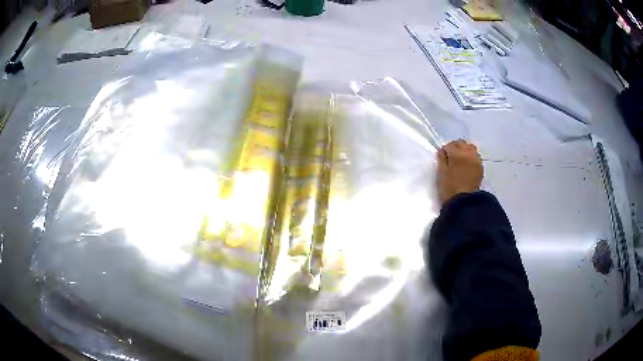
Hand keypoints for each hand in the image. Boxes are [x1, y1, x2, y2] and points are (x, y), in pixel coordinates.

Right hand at [436, 140, 482, 204]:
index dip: (445, 150)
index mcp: (457, 154)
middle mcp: (469, 154)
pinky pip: (475, 156)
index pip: (450, 145)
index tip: (442, 156)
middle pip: (461, 143)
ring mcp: (476, 160)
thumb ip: (442, 159)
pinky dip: (470, 156)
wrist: (464, 202)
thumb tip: (443, 151)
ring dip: (464, 150)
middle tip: (450, 156)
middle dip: (455, 147)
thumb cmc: (450, 188)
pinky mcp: (480, 167)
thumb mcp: (442, 173)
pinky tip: (466, 165)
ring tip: (460, 159)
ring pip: (470, 148)